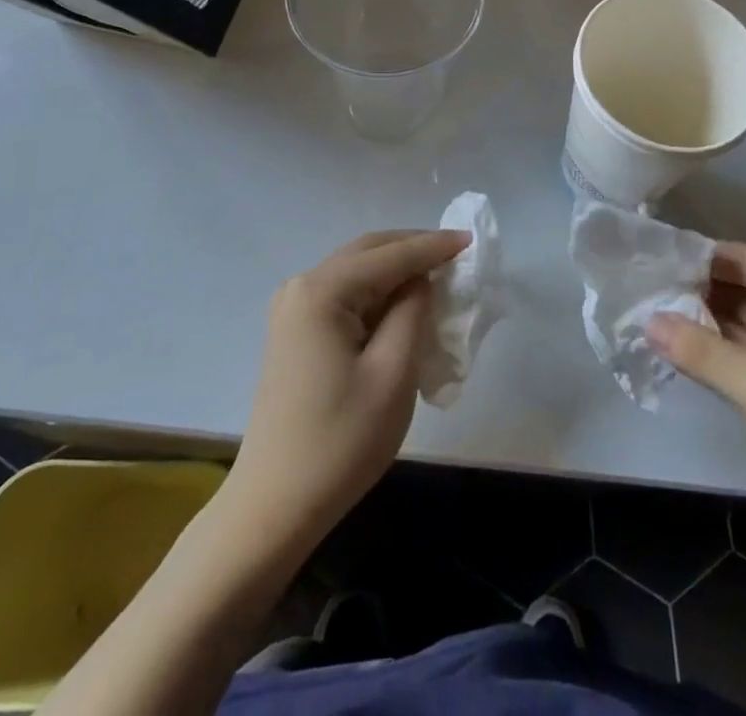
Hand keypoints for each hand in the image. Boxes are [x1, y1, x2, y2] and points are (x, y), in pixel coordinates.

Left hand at [231, 230, 467, 546]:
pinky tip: (402, 304)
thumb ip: (413, 312)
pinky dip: (377, 292)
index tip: (471, 239)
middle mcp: (301, 287)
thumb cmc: (340, 442)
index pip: (390, 255)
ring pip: (356, 270)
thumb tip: (420, 280)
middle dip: (413, 248)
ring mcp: (293, 310)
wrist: (274, 507)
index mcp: (321, 291)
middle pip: (368, 252)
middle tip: (456, 253)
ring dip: (396, 269)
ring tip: (437, 275)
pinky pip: (344, 295)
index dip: (433, 246)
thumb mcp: (393, 373)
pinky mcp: (295, 332)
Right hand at [649, 242, 745, 552]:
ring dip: (701, 320)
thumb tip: (646, 321)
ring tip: (648, 312)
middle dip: (695, 291)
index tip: (650, 262)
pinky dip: (715, 347)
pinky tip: (676, 344)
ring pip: (741, 318)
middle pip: (742, 287)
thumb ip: (701, 351)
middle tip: (642, 290)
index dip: (699, 261)